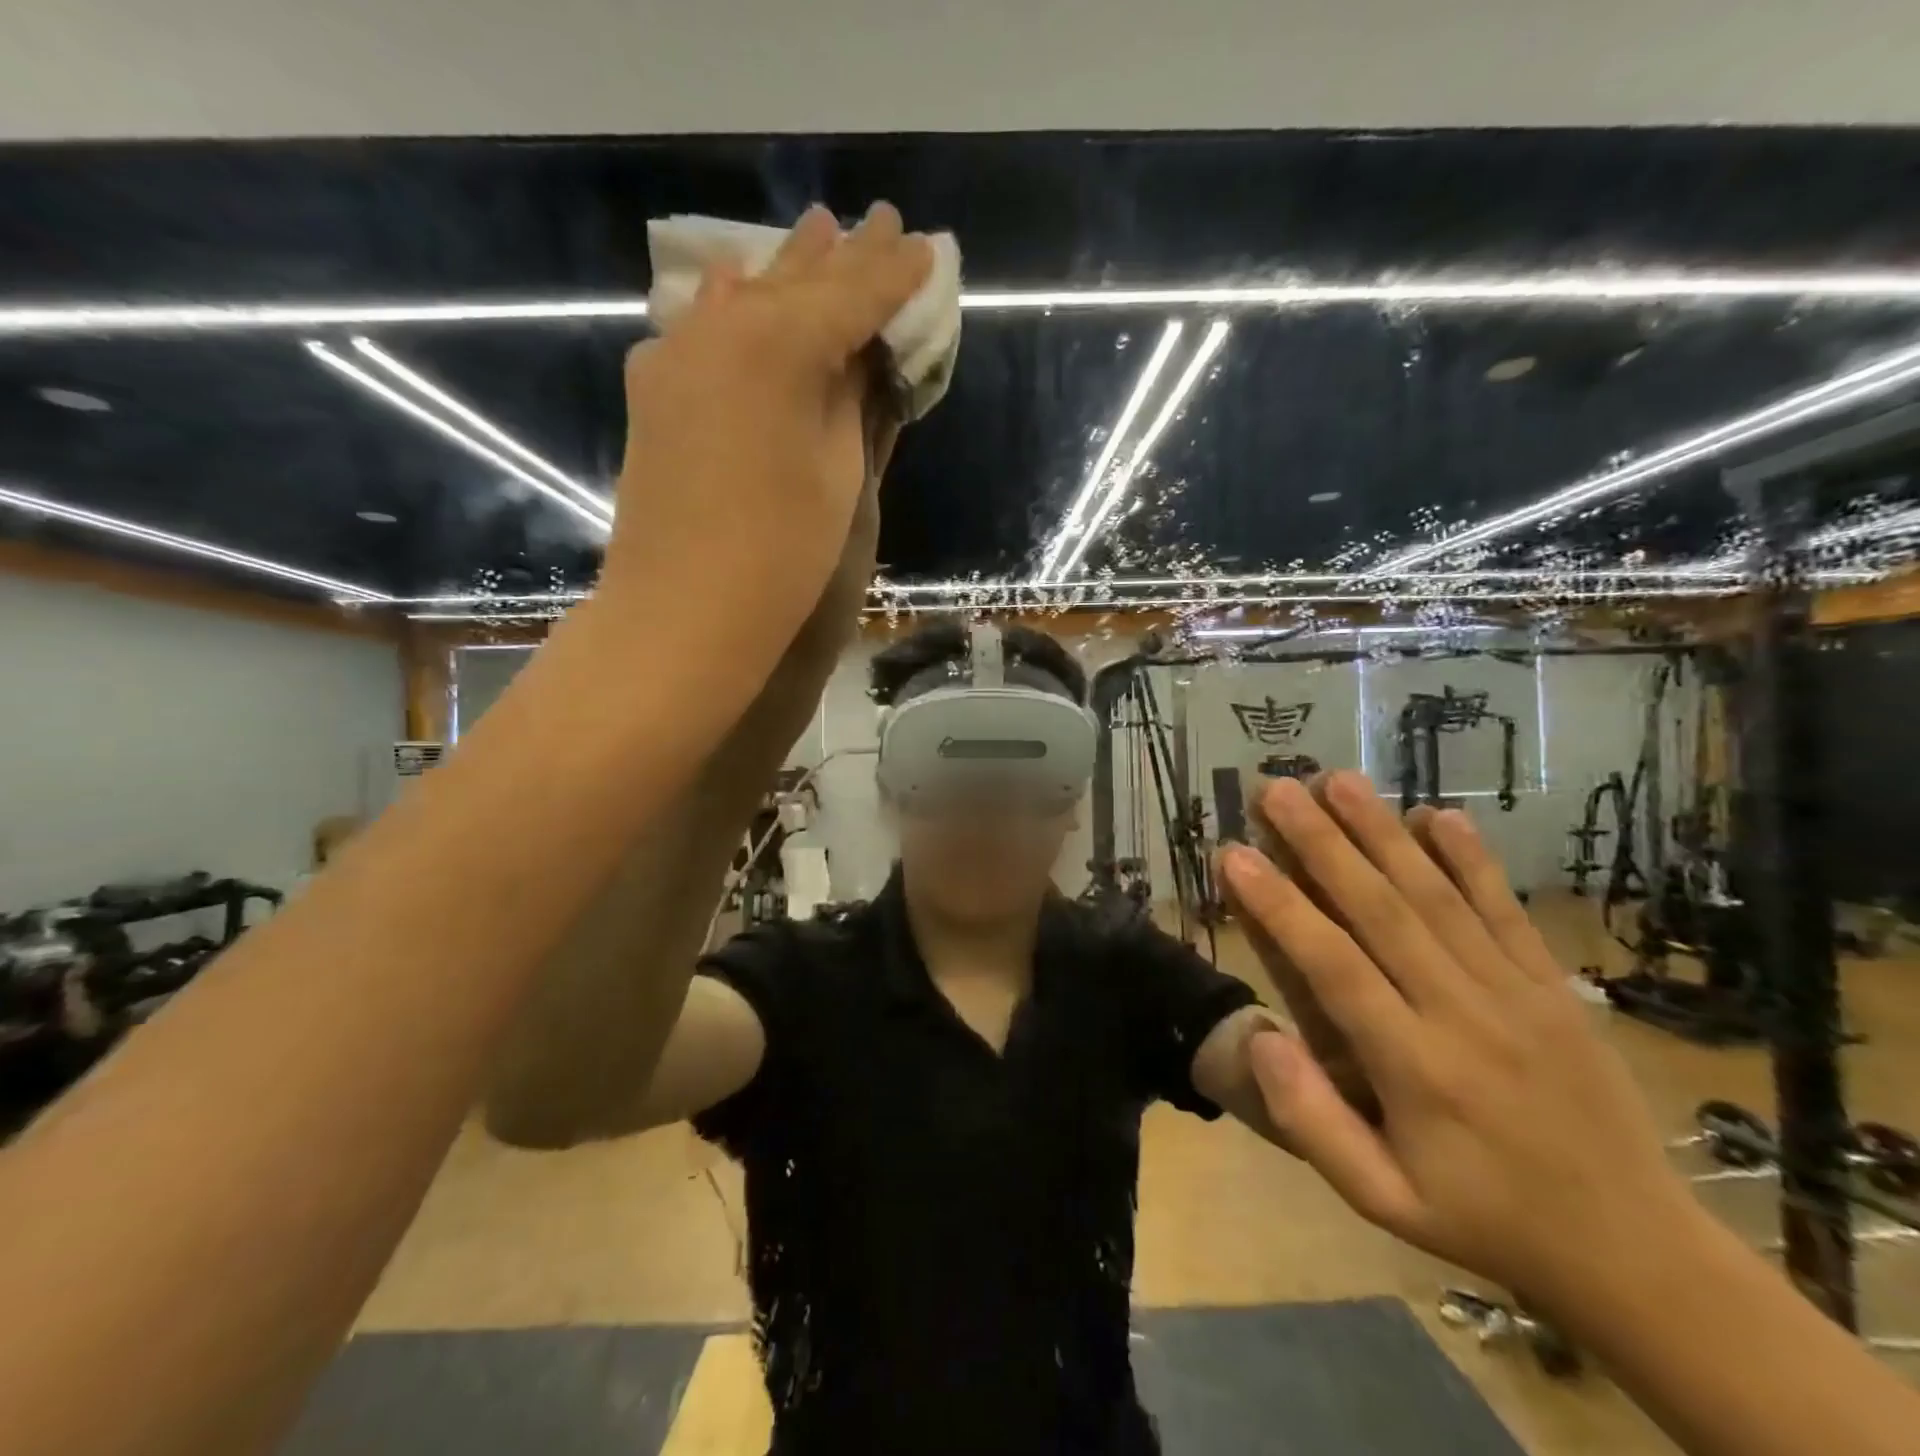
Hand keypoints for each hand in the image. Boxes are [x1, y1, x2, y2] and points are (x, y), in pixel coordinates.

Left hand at [603, 203, 929, 662]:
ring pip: (745, 294)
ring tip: (820, 232)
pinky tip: (744, 285)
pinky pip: (705, 326)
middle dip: (844, 256)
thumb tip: (855, 358)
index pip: (852, 294)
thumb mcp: (838, 473)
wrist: (682, 611)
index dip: (894, 274)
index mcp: (780, 343)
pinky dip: (736, 307)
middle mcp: (722, 327)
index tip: (926, 248)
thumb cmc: (781, 554)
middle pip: (796, 282)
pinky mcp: (654, 389)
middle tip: (884, 224)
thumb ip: (848, 400)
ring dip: (788, 270)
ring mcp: (676, 354)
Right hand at [1220, 771, 1691, 1315]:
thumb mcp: (1382, 1201)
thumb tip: (1260, 1039)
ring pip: (1436, 896)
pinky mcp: (1551, 986)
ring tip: (1338, 780)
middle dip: (1321, 842)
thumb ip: (1312, 1122)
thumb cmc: (1483, 1219)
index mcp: (1414, 1068)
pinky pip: (1506, 911)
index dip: (1279, 905)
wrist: (1636, 1252)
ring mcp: (1515, 993)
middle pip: (1381, 910)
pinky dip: (1470, 859)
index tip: (1235, 853)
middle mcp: (1461, 1014)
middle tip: (1277, 788)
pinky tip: (1438, 814)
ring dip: (1382, 832)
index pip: (1332, 966)